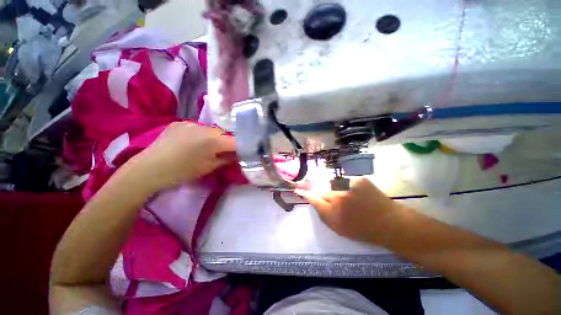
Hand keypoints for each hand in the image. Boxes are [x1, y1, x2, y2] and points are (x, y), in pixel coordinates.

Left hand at [125, 122, 236, 192]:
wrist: (149, 169)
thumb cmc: (183, 171)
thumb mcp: (209, 167)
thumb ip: (227, 159)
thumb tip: (238, 155)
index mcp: (213, 140)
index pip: (236, 141)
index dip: (242, 147)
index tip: (242, 152)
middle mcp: (205, 127)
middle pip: (224, 133)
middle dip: (227, 142)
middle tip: (224, 152)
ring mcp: (191, 123)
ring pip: (211, 130)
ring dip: (213, 138)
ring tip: (206, 147)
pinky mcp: (180, 123)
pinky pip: (197, 128)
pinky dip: (200, 134)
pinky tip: (191, 143)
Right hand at [297, 178, 404, 243]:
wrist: (389, 223)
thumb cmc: (362, 229)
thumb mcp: (338, 228)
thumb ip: (323, 214)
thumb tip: (313, 200)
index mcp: (333, 212)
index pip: (314, 199)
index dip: (306, 193)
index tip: (298, 189)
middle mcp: (339, 196)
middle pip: (324, 189)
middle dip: (326, 194)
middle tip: (337, 201)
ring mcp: (350, 185)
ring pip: (335, 184)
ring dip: (338, 190)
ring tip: (350, 199)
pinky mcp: (359, 179)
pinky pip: (347, 181)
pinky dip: (349, 186)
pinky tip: (358, 194)